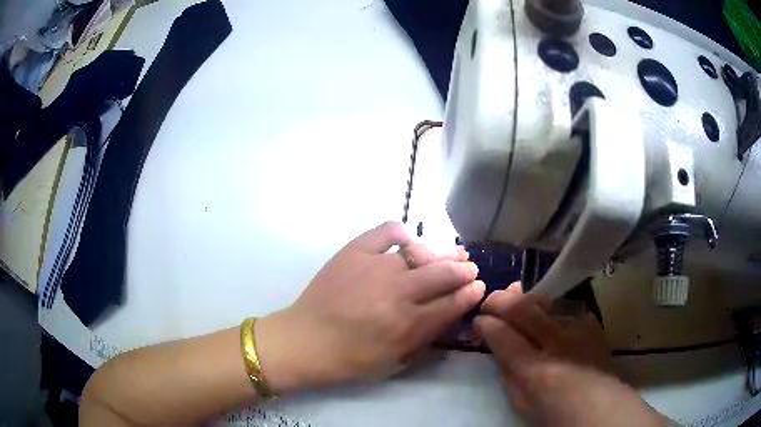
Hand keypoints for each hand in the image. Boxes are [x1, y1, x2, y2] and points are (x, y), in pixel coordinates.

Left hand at [257, 222, 485, 392]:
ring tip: (455, 251)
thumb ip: (425, 337)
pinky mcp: (354, 252)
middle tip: (470, 268)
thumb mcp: (395, 360)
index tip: (479, 287)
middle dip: (463, 271)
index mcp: (407, 324)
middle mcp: (397, 292)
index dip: (470, 293)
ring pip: (421, 253)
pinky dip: (401, 232)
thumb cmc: (350, 359)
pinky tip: (409, 239)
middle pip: (443, 274)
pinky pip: (386, 232)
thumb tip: (450, 313)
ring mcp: (375, 267)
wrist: (305, 340)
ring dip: (443, 252)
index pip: (451, 303)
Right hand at [476, 284, 667, 426]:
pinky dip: (549, 304)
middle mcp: (557, 343)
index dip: (486, 324)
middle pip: (524, 309)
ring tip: (512, 298)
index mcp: (537, 371)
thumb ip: (510, 377)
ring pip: (545, 300)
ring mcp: (578, 329)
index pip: (504, 336)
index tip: (478, 321)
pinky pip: (565, 305)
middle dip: (500, 300)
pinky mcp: (591, 324)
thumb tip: (500, 352)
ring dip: (524, 297)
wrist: (603, 408)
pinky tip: (545, 311)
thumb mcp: (524, 406)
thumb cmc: (559, 415)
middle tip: (489, 302)